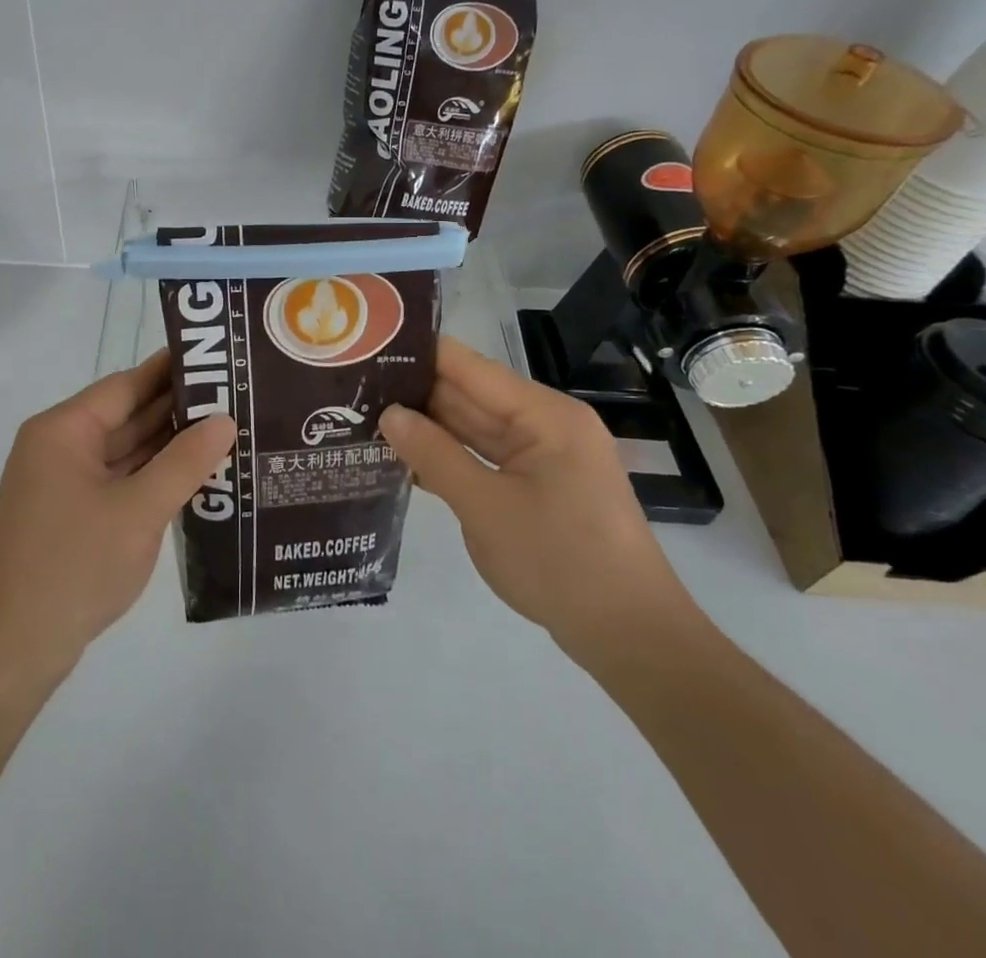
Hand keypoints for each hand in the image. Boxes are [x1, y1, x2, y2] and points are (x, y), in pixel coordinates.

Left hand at [0, 350, 235, 678]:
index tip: (217, 361)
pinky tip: (194, 475)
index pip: (125, 385)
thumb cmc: (75, 565)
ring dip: (167, 446)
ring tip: (225, 431)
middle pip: (125, 416)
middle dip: (176, 410)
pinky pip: (119, 480)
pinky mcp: (71, 514)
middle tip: (234, 397)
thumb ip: (185, 462)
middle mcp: (59, 447)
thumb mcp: (139, 510)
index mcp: (63, 431)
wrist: (15, 648)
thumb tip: (224, 421)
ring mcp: (63, 483)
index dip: (171, 372)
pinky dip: (152, 477)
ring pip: (124, 451)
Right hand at [380, 336, 696, 658]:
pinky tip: (404, 459)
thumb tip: (389, 414)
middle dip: (415, 393)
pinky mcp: (538, 486)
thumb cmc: (560, 562)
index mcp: (544, 414)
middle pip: (469, 395)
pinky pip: (485, 458)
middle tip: (354, 388)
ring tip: (365, 416)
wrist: (631, 638)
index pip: (468, 367)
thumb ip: (434, 455)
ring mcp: (542, 456)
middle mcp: (545, 424)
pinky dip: (450, 458)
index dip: (419, 355)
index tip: (366, 348)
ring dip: (428, 428)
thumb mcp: (486, 507)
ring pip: (473, 429)